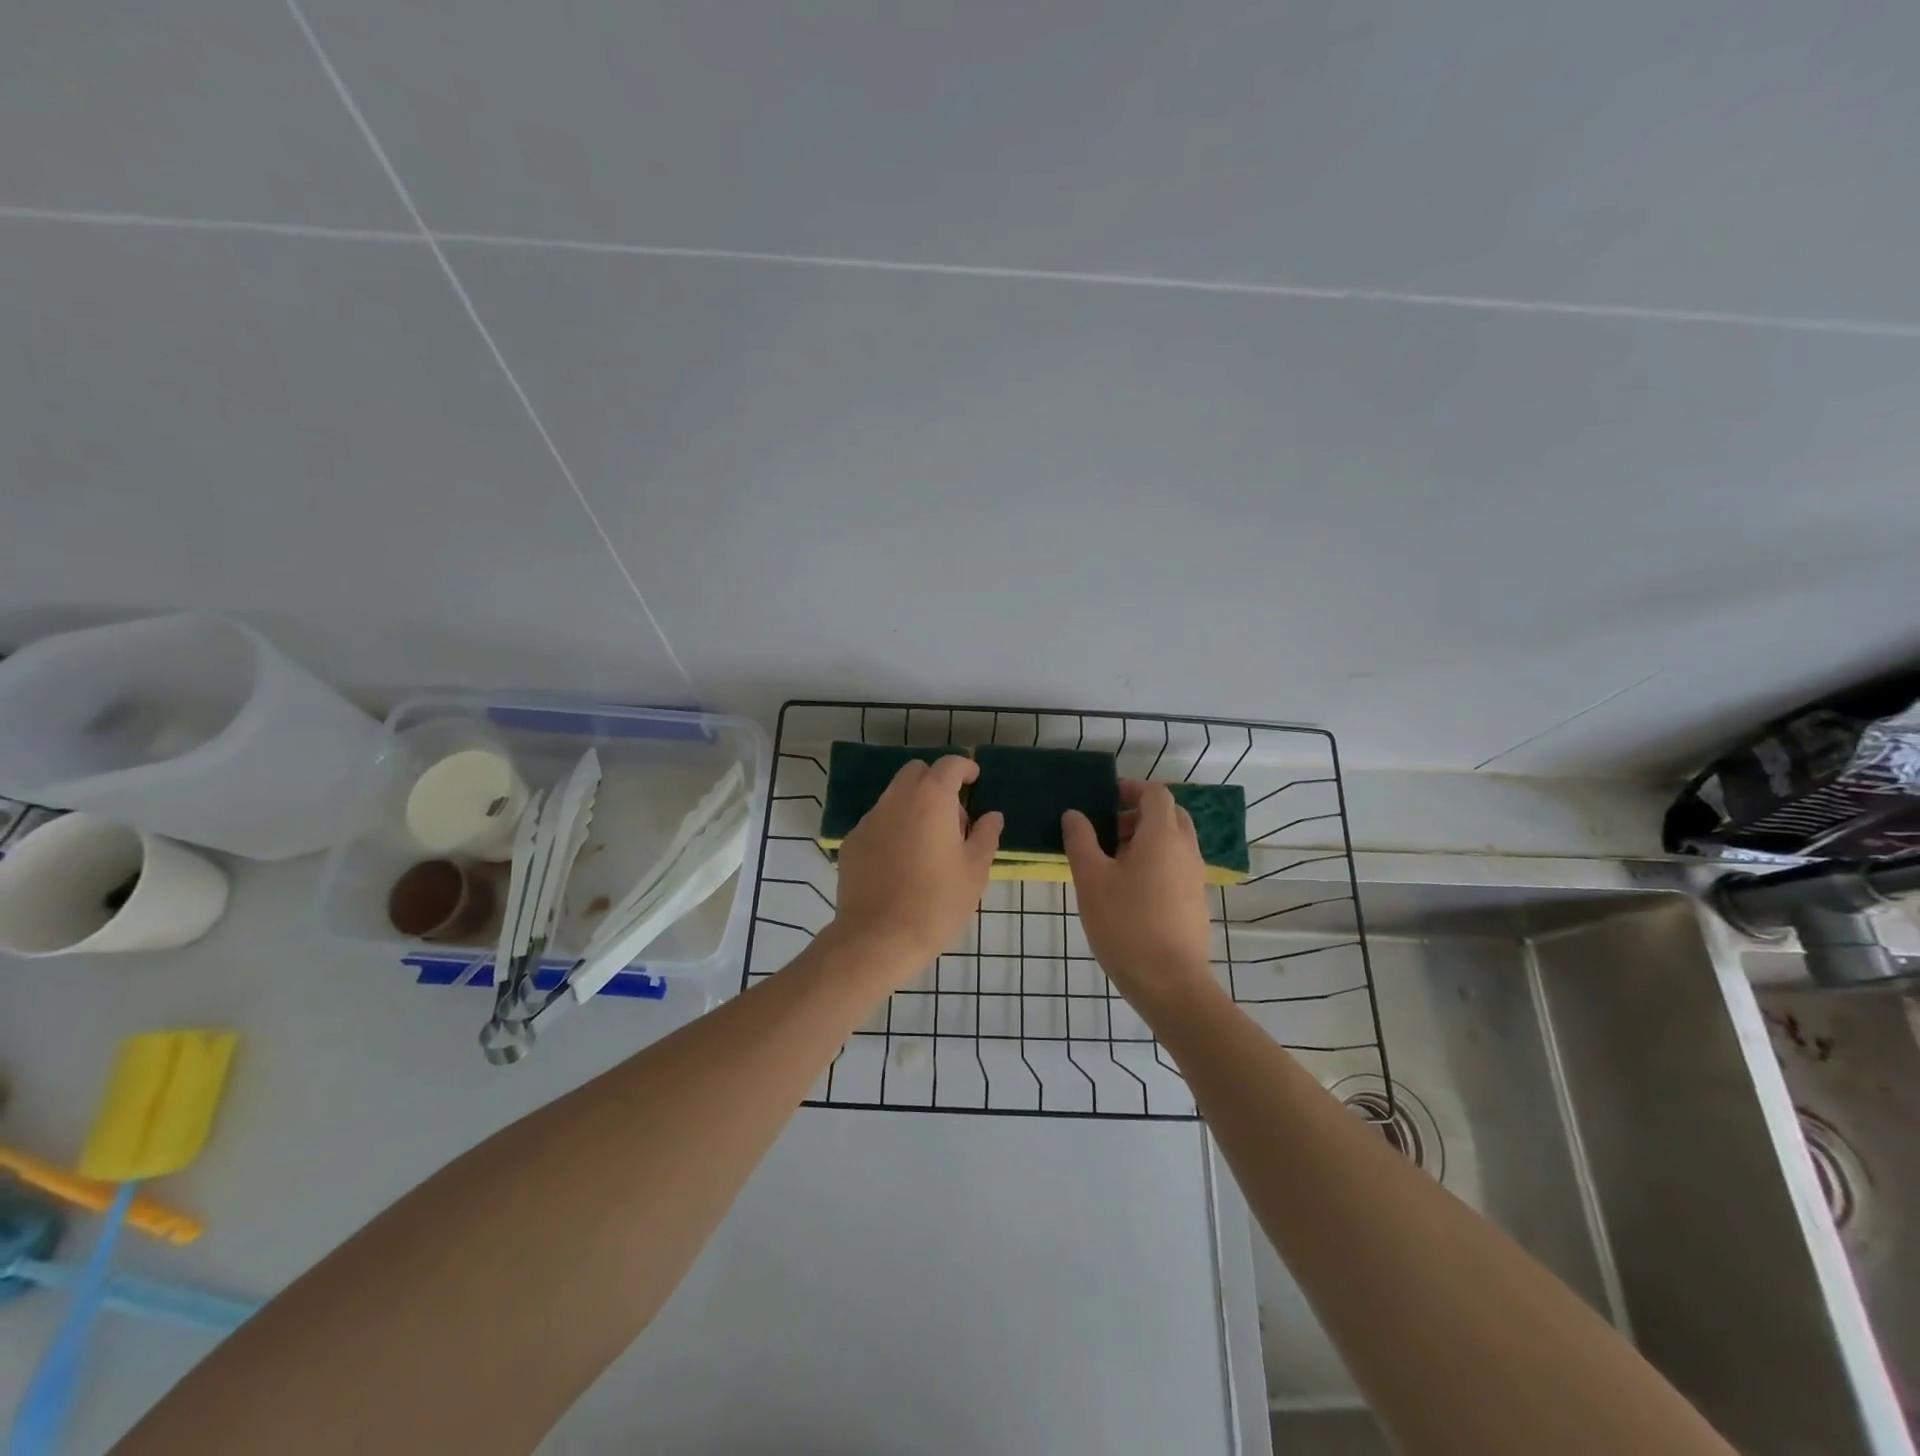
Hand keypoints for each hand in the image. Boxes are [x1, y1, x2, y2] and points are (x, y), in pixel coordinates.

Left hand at [830, 756, 1002, 979]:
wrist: (878, 939)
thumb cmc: (936, 903)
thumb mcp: (974, 872)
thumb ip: (986, 836)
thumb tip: (992, 816)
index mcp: (931, 800)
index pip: (949, 765)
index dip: (964, 768)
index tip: (974, 780)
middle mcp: (896, 800)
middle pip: (916, 772)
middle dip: (936, 782)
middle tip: (952, 816)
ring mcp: (869, 820)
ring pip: (894, 796)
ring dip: (914, 805)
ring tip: (927, 843)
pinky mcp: (853, 842)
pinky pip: (878, 822)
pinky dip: (893, 828)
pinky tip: (901, 862)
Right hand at [1063, 780, 1216, 1014]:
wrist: (1170, 984)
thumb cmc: (1126, 924)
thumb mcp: (1091, 879)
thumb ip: (1081, 840)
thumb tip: (1074, 814)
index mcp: (1163, 836)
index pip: (1155, 793)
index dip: (1130, 788)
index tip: (1104, 797)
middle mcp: (1186, 849)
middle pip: (1168, 814)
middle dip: (1137, 814)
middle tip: (1106, 831)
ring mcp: (1195, 876)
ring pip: (1173, 841)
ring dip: (1145, 840)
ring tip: (1111, 863)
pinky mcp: (1195, 900)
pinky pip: (1176, 865)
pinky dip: (1155, 862)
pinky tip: (1128, 890)